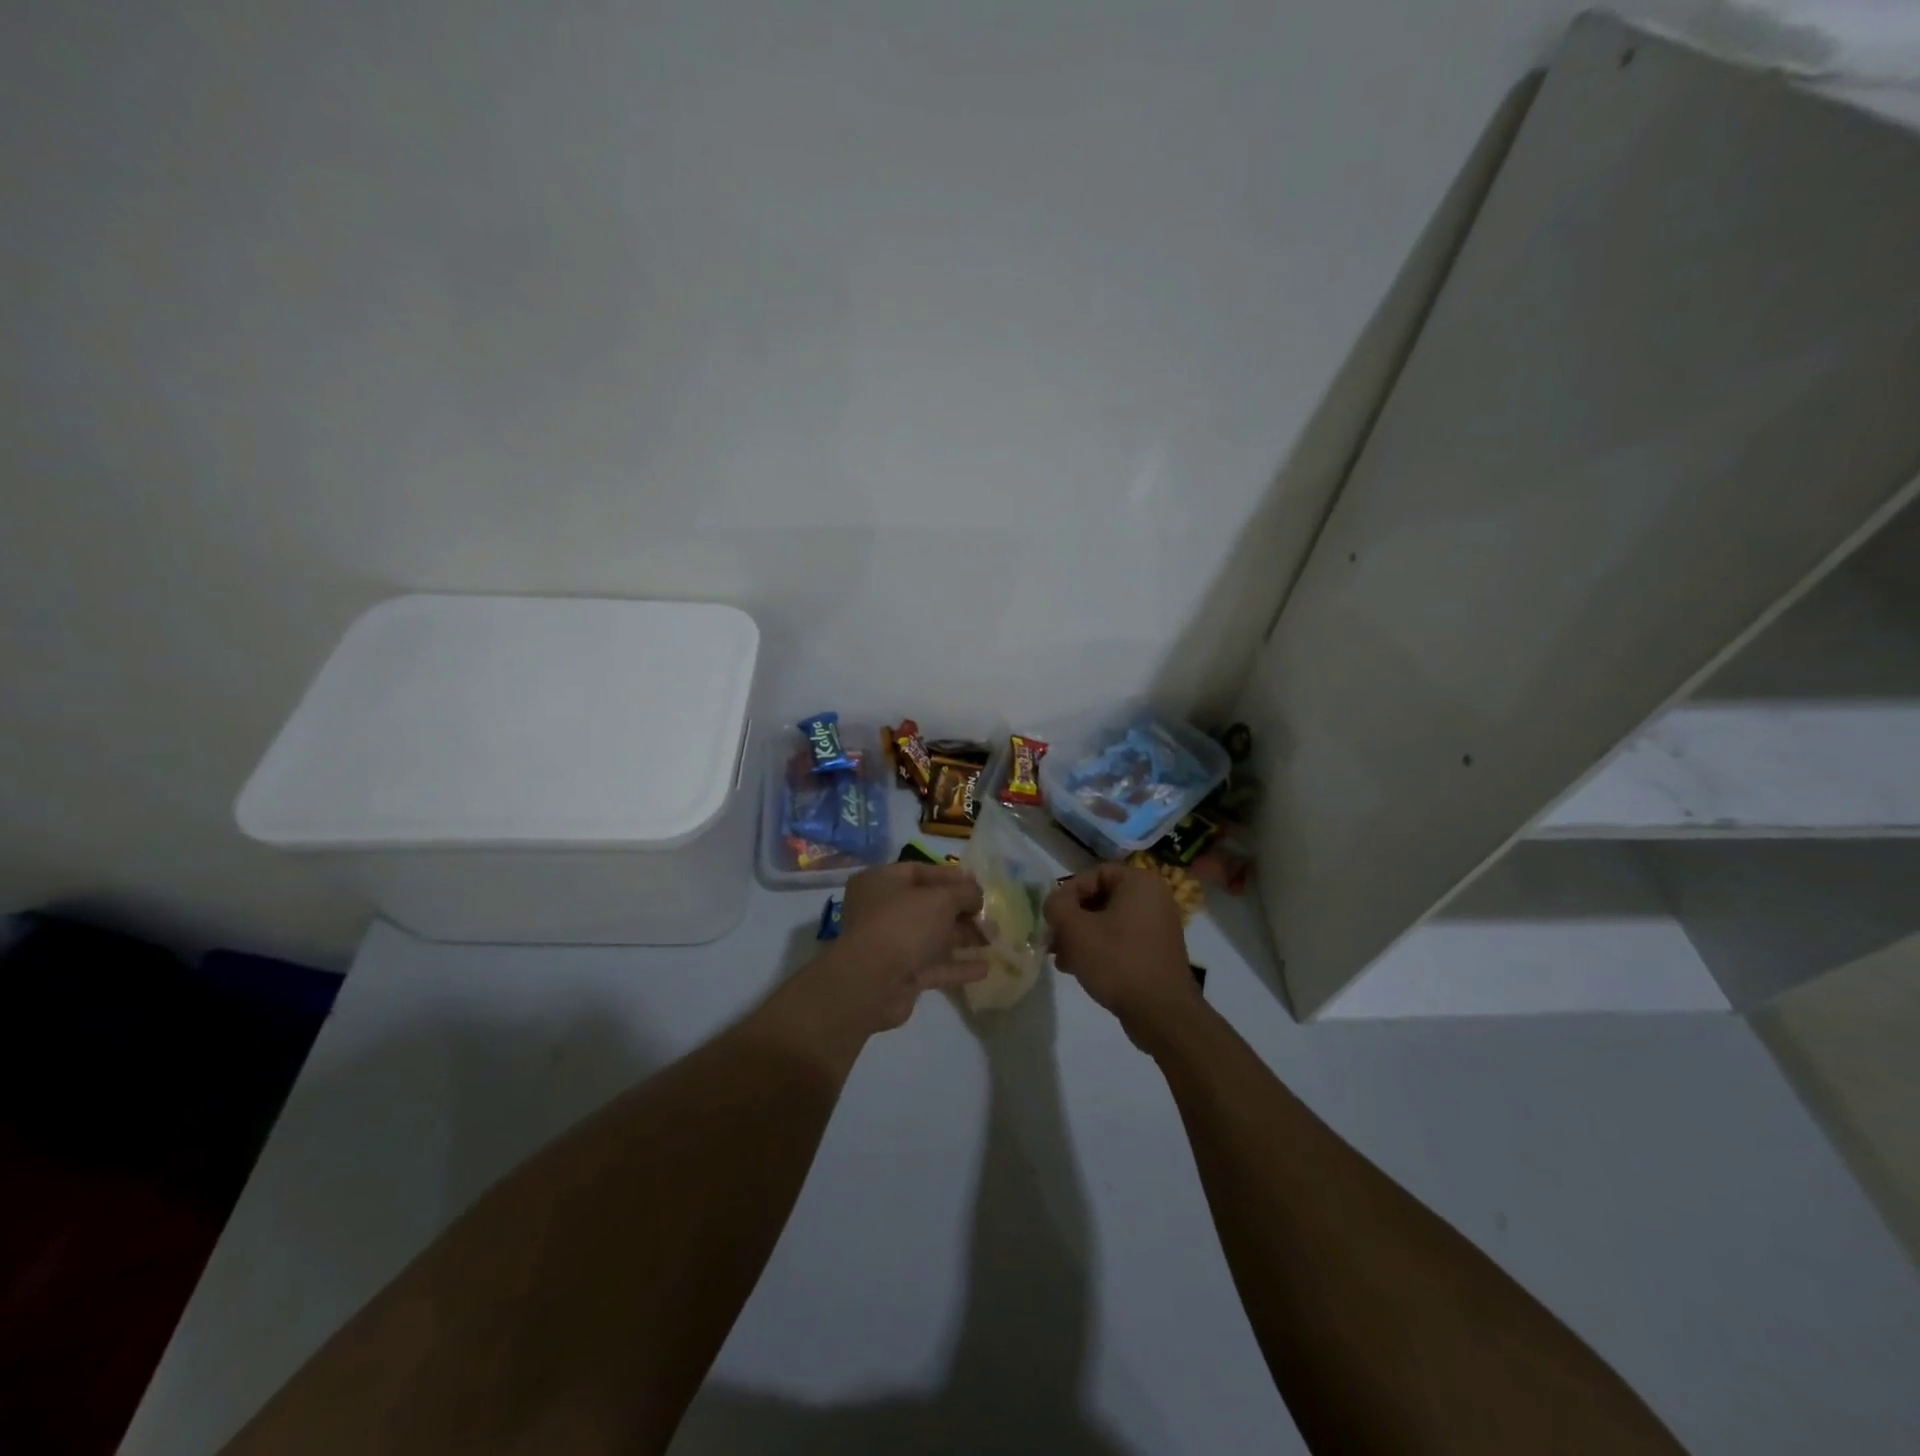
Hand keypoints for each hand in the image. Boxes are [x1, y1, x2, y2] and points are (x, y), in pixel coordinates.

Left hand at [761, 863, 987, 1069]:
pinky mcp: (900, 975)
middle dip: (961, 910)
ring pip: (932, 937)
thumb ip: (964, 893)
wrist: (871, 983)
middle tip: (991, 915)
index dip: (951, 877)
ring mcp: (890, 945)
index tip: (979, 885)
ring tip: (995, 939)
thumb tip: (977, 895)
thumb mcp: (940, 899)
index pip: (919, 871)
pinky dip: (957, 966)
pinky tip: (985, 968)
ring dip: (963, 938)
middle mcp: (881, 911)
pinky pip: (933, 966)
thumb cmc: (903, 924)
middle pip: (928, 906)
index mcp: (880, 882)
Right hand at [1045, 864, 1198, 1051]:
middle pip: (1099, 899)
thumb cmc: (1118, 961)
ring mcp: (1158, 927)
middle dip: (1071, 919)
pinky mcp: (1156, 953)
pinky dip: (1099, 949)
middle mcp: (1154, 899)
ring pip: (1107, 922)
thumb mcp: (1075, 929)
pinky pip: (1121, 941)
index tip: (1052, 917)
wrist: (1162, 1013)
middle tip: (1052, 940)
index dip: (1068, 893)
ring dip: (1081, 937)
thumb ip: (1056, 906)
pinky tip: (1078, 969)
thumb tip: (1054, 903)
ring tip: (1061, 959)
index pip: (1094, 874)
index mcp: (1140, 883)